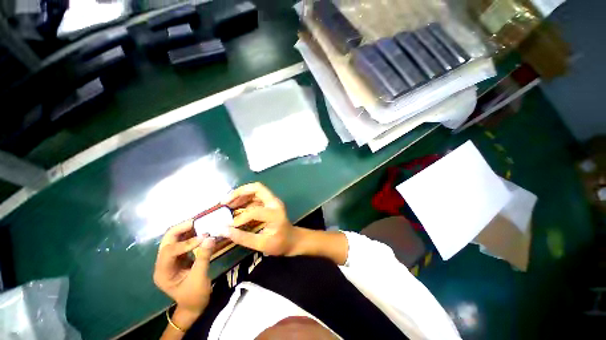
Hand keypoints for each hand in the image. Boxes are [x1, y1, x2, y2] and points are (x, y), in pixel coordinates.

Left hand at [153, 220, 214, 316]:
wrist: (194, 306)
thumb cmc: (195, 296)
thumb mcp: (199, 278)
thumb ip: (204, 257)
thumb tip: (210, 238)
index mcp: (163, 272)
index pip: (170, 251)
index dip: (186, 242)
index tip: (204, 237)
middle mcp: (163, 263)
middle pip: (167, 240)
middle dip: (181, 229)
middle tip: (198, 221)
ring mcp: (170, 260)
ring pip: (174, 239)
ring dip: (187, 230)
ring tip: (201, 223)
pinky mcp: (179, 258)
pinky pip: (183, 242)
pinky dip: (192, 235)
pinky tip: (201, 231)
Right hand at [222, 182, 295, 255]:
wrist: (292, 239)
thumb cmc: (280, 243)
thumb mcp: (262, 244)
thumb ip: (243, 238)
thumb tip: (223, 231)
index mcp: (274, 213)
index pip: (255, 211)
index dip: (240, 218)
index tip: (230, 227)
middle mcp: (274, 202)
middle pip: (257, 188)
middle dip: (239, 192)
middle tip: (225, 201)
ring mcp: (272, 201)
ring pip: (255, 190)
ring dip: (240, 194)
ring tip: (227, 204)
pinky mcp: (269, 202)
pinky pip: (255, 196)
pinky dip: (244, 199)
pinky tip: (235, 207)